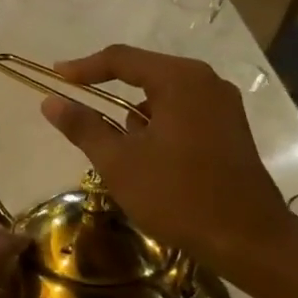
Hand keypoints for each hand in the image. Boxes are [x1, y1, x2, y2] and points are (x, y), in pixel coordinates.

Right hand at [40, 45, 297, 285]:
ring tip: (116, 147)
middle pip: (145, 72)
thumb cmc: (177, 196)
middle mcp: (207, 82)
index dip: (83, 67)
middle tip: (77, 103)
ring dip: (135, 112)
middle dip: (109, 89)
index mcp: (180, 81)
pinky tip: (148, 157)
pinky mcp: (230, 129)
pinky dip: (158, 124)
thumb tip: (50, 101)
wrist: (247, 238)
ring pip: (164, 95)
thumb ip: (83, 127)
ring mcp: (224, 105)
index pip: (121, 59)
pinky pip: (183, 112)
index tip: (55, 77)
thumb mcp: (118, 162)